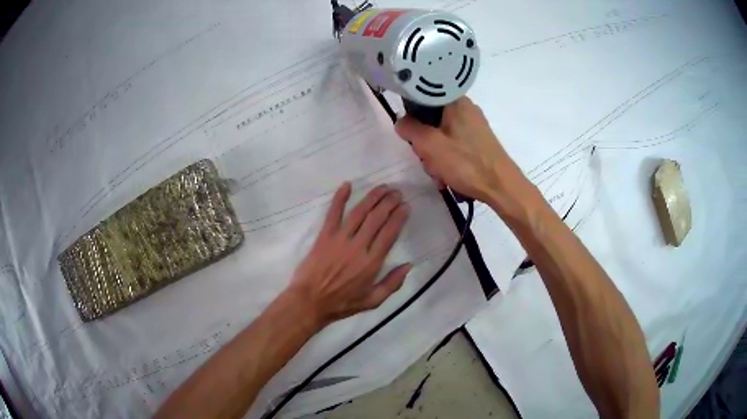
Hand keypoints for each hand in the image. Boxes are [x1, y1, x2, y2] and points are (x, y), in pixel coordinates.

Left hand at [288, 182, 411, 327]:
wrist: (310, 302)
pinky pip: (333, 214)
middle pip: (377, 218)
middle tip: (397, 193)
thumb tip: (409, 265)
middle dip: (389, 202)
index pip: (389, 233)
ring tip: (382, 187)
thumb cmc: (343, 303)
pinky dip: (339, 198)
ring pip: (359, 213)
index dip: (399, 217)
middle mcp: (358, 247)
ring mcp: (339, 239)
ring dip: (372, 197)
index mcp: (371, 263)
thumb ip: (393, 284)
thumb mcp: (373, 301)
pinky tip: (347, 185)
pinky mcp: (324, 236)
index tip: (405, 207)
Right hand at [395, 97, 527, 205]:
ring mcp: (474, 126)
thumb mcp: (429, 145)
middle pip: (431, 119)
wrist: (501, 187)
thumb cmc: (465, 163)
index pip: (423, 99)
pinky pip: (454, 145)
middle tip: (427, 160)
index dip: (412, 116)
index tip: (412, 135)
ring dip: (435, 155)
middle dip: (425, 143)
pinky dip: (447, 159)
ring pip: (441, 134)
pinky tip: (448, 176)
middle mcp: (466, 108)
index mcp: (455, 101)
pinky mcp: (478, 141)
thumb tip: (401, 122)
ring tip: (439, 173)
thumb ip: (409, 129)